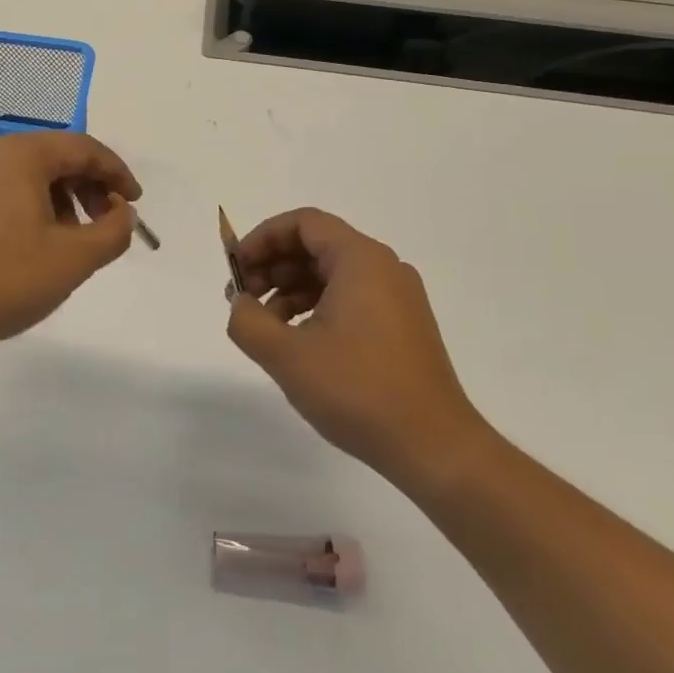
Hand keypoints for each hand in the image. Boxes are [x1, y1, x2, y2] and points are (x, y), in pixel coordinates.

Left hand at [0, 132, 142, 350]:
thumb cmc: (7, 278)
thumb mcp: (74, 258)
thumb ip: (113, 231)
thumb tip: (123, 213)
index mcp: (21, 153)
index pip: (83, 148)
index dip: (117, 174)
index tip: (135, 204)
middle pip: (57, 157)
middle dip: (90, 187)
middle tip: (108, 223)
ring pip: (33, 174)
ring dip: (64, 199)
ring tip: (76, 240)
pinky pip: (9, 189)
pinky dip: (36, 206)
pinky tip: (41, 243)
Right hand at [226, 208, 485, 490]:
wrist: (436, 449)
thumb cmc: (359, 391)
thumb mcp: (287, 355)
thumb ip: (247, 320)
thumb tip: (240, 304)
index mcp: (361, 260)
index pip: (303, 223)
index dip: (262, 238)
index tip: (237, 268)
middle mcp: (384, 268)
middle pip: (316, 245)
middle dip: (272, 265)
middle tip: (244, 298)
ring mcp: (397, 298)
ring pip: (331, 273)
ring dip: (290, 289)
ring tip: (265, 324)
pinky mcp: (402, 326)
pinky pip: (349, 297)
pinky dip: (315, 307)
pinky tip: (297, 341)